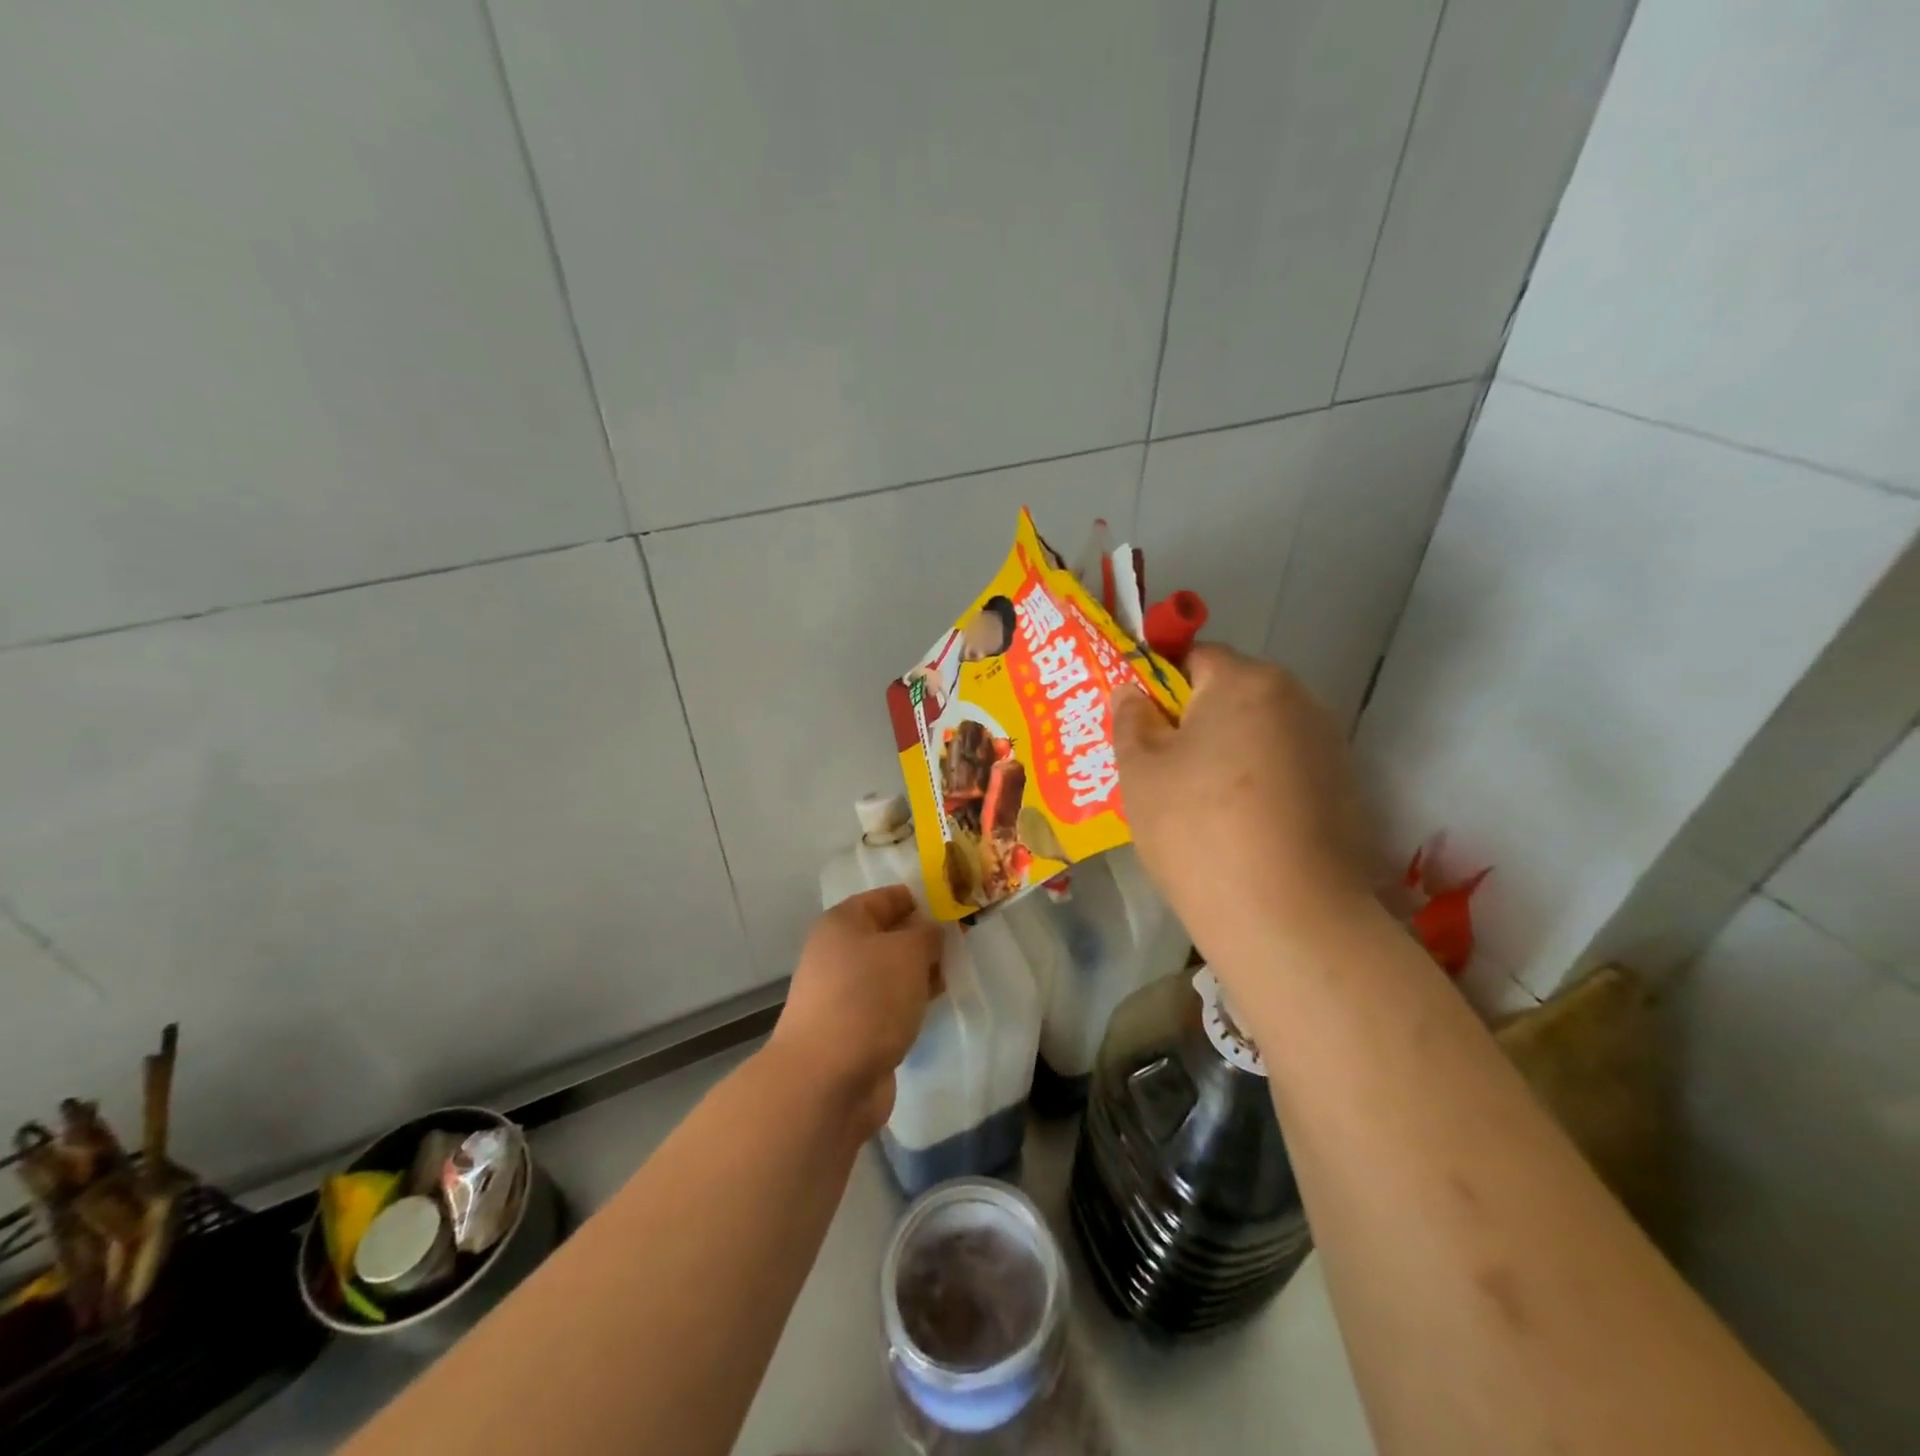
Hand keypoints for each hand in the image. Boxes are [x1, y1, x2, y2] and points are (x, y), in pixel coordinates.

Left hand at [769, 885, 942, 1137]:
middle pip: (888, 935)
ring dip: (919, 973)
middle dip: (924, 939)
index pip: (887, 897)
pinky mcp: (852, 1029)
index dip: (921, 899)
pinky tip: (933, 1007)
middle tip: (964, 943)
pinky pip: (888, 1004)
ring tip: (955, 974)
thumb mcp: (908, 952)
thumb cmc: (868, 999)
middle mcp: (838, 953)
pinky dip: (909, 1003)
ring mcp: (843, 994)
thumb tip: (930, 931)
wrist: (826, 1080)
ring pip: (890, 972)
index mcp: (843, 923)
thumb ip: (927, 934)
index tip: (956, 908)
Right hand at [1115, 645, 1374, 962]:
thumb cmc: (1197, 829)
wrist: (1288, 919)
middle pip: (1232, 696)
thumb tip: (1134, 692)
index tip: (1141, 730)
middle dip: (1194, 724)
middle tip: (1160, 773)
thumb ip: (1130, 719)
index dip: (1160, 686)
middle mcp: (1299, 700)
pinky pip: (1284, 772)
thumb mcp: (1140, 771)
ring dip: (1227, 757)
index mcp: (1247, 681)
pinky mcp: (1345, 793)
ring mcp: (1329, 748)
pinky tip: (1239, 832)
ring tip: (1197, 809)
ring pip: (1258, 736)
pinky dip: (1258, 788)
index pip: (1195, 657)